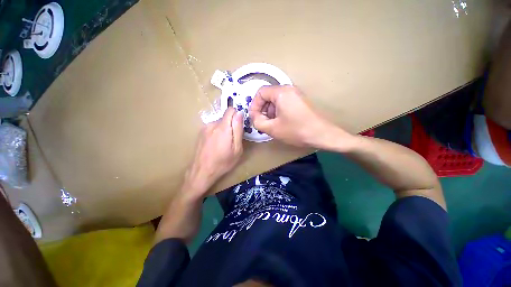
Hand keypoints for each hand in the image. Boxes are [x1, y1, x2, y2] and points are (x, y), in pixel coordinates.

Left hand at [185, 107, 243, 196]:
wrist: (201, 171)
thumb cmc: (223, 162)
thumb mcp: (236, 148)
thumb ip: (238, 129)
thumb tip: (239, 113)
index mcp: (223, 127)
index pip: (231, 110)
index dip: (237, 115)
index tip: (239, 126)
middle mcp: (213, 124)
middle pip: (226, 117)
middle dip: (232, 125)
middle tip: (233, 139)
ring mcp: (205, 128)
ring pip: (220, 123)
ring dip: (224, 129)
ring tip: (224, 144)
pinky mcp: (200, 132)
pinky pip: (213, 127)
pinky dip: (217, 132)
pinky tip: (216, 144)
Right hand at [249, 85, 351, 147]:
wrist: (322, 134)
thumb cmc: (296, 130)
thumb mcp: (272, 128)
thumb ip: (257, 121)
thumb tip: (254, 116)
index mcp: (281, 92)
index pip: (260, 93)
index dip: (254, 105)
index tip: (254, 118)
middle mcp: (289, 89)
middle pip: (268, 96)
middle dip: (262, 110)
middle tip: (263, 123)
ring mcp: (296, 95)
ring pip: (276, 100)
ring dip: (270, 112)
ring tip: (272, 125)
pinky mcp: (300, 101)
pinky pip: (284, 103)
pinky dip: (278, 112)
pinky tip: (281, 123)